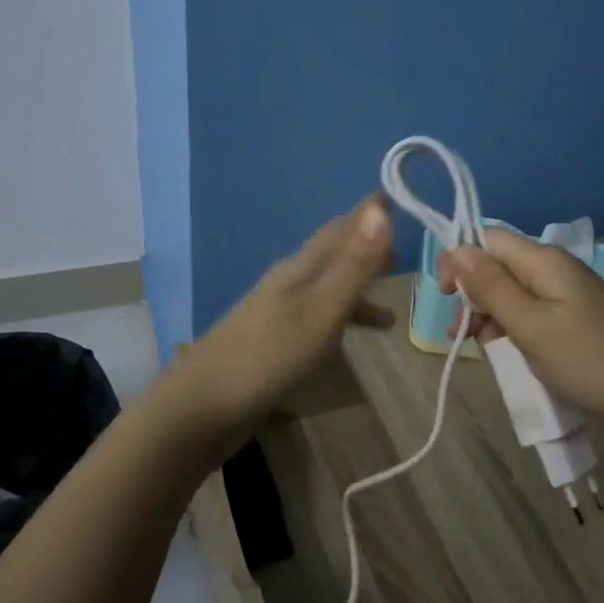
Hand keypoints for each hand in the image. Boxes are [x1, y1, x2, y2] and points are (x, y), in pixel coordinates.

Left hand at [159, 196, 394, 457]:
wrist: (203, 407)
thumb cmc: (269, 356)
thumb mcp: (322, 310)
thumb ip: (353, 265)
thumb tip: (380, 209)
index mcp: (300, 269)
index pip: (339, 229)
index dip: (366, 214)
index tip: (392, 195)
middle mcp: (288, 283)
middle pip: (332, 256)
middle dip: (364, 250)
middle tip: (400, 251)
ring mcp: (277, 313)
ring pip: (326, 290)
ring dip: (356, 293)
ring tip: (391, 314)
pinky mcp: (272, 342)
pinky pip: (316, 318)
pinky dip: (338, 323)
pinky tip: (345, 345)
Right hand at [439, 229, 603, 434]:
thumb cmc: (590, 360)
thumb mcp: (531, 325)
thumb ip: (491, 287)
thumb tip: (456, 249)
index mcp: (543, 260)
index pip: (486, 238)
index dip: (459, 260)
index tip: (445, 299)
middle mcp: (553, 268)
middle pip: (496, 266)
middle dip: (473, 296)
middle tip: (464, 336)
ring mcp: (565, 294)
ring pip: (510, 293)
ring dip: (490, 317)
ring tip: (487, 352)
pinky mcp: (573, 318)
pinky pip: (530, 313)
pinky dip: (513, 331)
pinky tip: (511, 356)